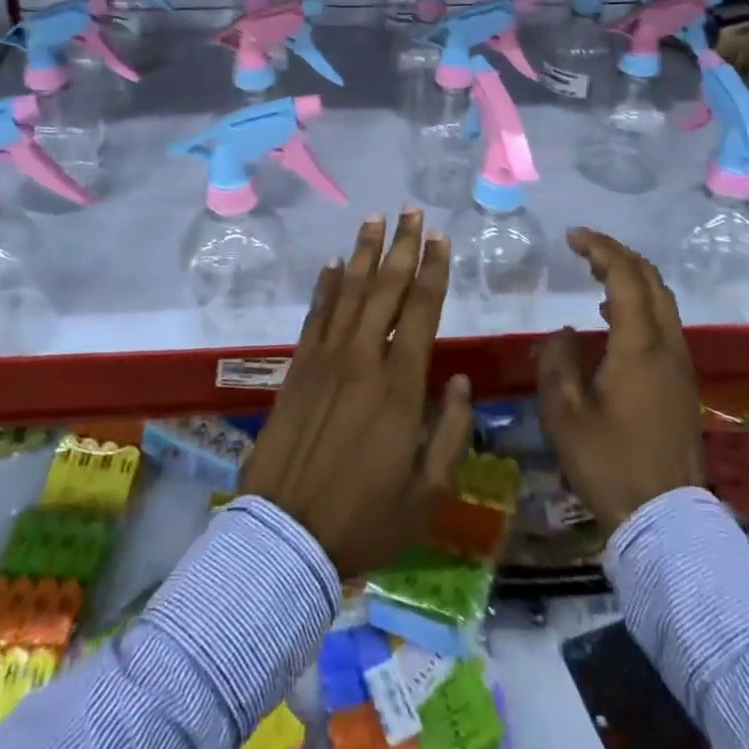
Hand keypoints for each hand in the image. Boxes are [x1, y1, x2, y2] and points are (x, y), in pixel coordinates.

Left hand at [239, 211, 474, 577]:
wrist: (286, 536)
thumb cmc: (364, 519)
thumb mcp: (427, 492)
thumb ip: (451, 432)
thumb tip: (462, 381)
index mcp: (400, 387)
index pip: (421, 311)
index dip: (433, 271)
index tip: (440, 238)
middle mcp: (363, 359)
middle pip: (385, 289)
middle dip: (401, 246)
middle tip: (411, 211)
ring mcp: (325, 360)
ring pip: (349, 292)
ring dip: (363, 253)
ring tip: (374, 219)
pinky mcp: (297, 369)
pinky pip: (315, 316)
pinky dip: (326, 287)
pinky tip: (334, 266)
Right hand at [536, 229, 703, 534]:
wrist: (665, 520)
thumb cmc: (609, 464)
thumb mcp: (565, 414)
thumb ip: (557, 363)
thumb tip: (564, 333)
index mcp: (639, 346)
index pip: (625, 277)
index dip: (600, 249)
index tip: (572, 237)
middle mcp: (667, 346)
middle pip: (651, 280)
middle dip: (618, 255)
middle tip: (584, 248)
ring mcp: (680, 365)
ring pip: (662, 301)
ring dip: (631, 278)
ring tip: (596, 275)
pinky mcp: (683, 384)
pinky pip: (664, 324)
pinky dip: (640, 304)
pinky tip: (613, 320)